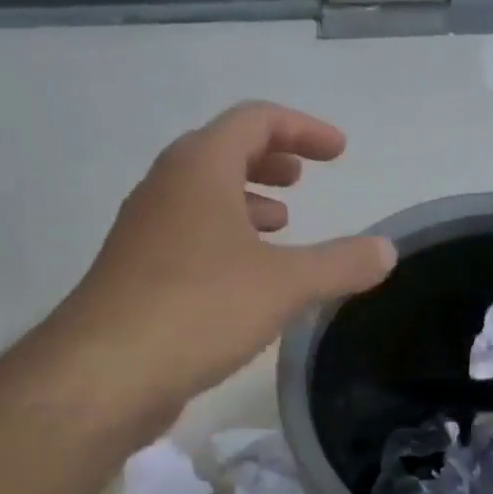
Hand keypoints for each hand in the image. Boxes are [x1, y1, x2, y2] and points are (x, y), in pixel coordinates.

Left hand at [57, 102, 394, 414]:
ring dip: (246, 200)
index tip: (339, 152)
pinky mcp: (137, 272)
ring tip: (282, 223)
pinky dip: (225, 237)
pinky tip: (246, 276)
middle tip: (303, 178)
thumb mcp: (286, 284)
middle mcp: (166, 188)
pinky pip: (189, 234)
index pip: (254, 120)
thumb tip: (387, 250)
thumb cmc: (200, 308)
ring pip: (202, 196)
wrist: (104, 373)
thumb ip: (341, 264)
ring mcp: (145, 231)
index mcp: (200, 169)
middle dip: (270, 159)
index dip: (302, 128)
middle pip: (222, 150)